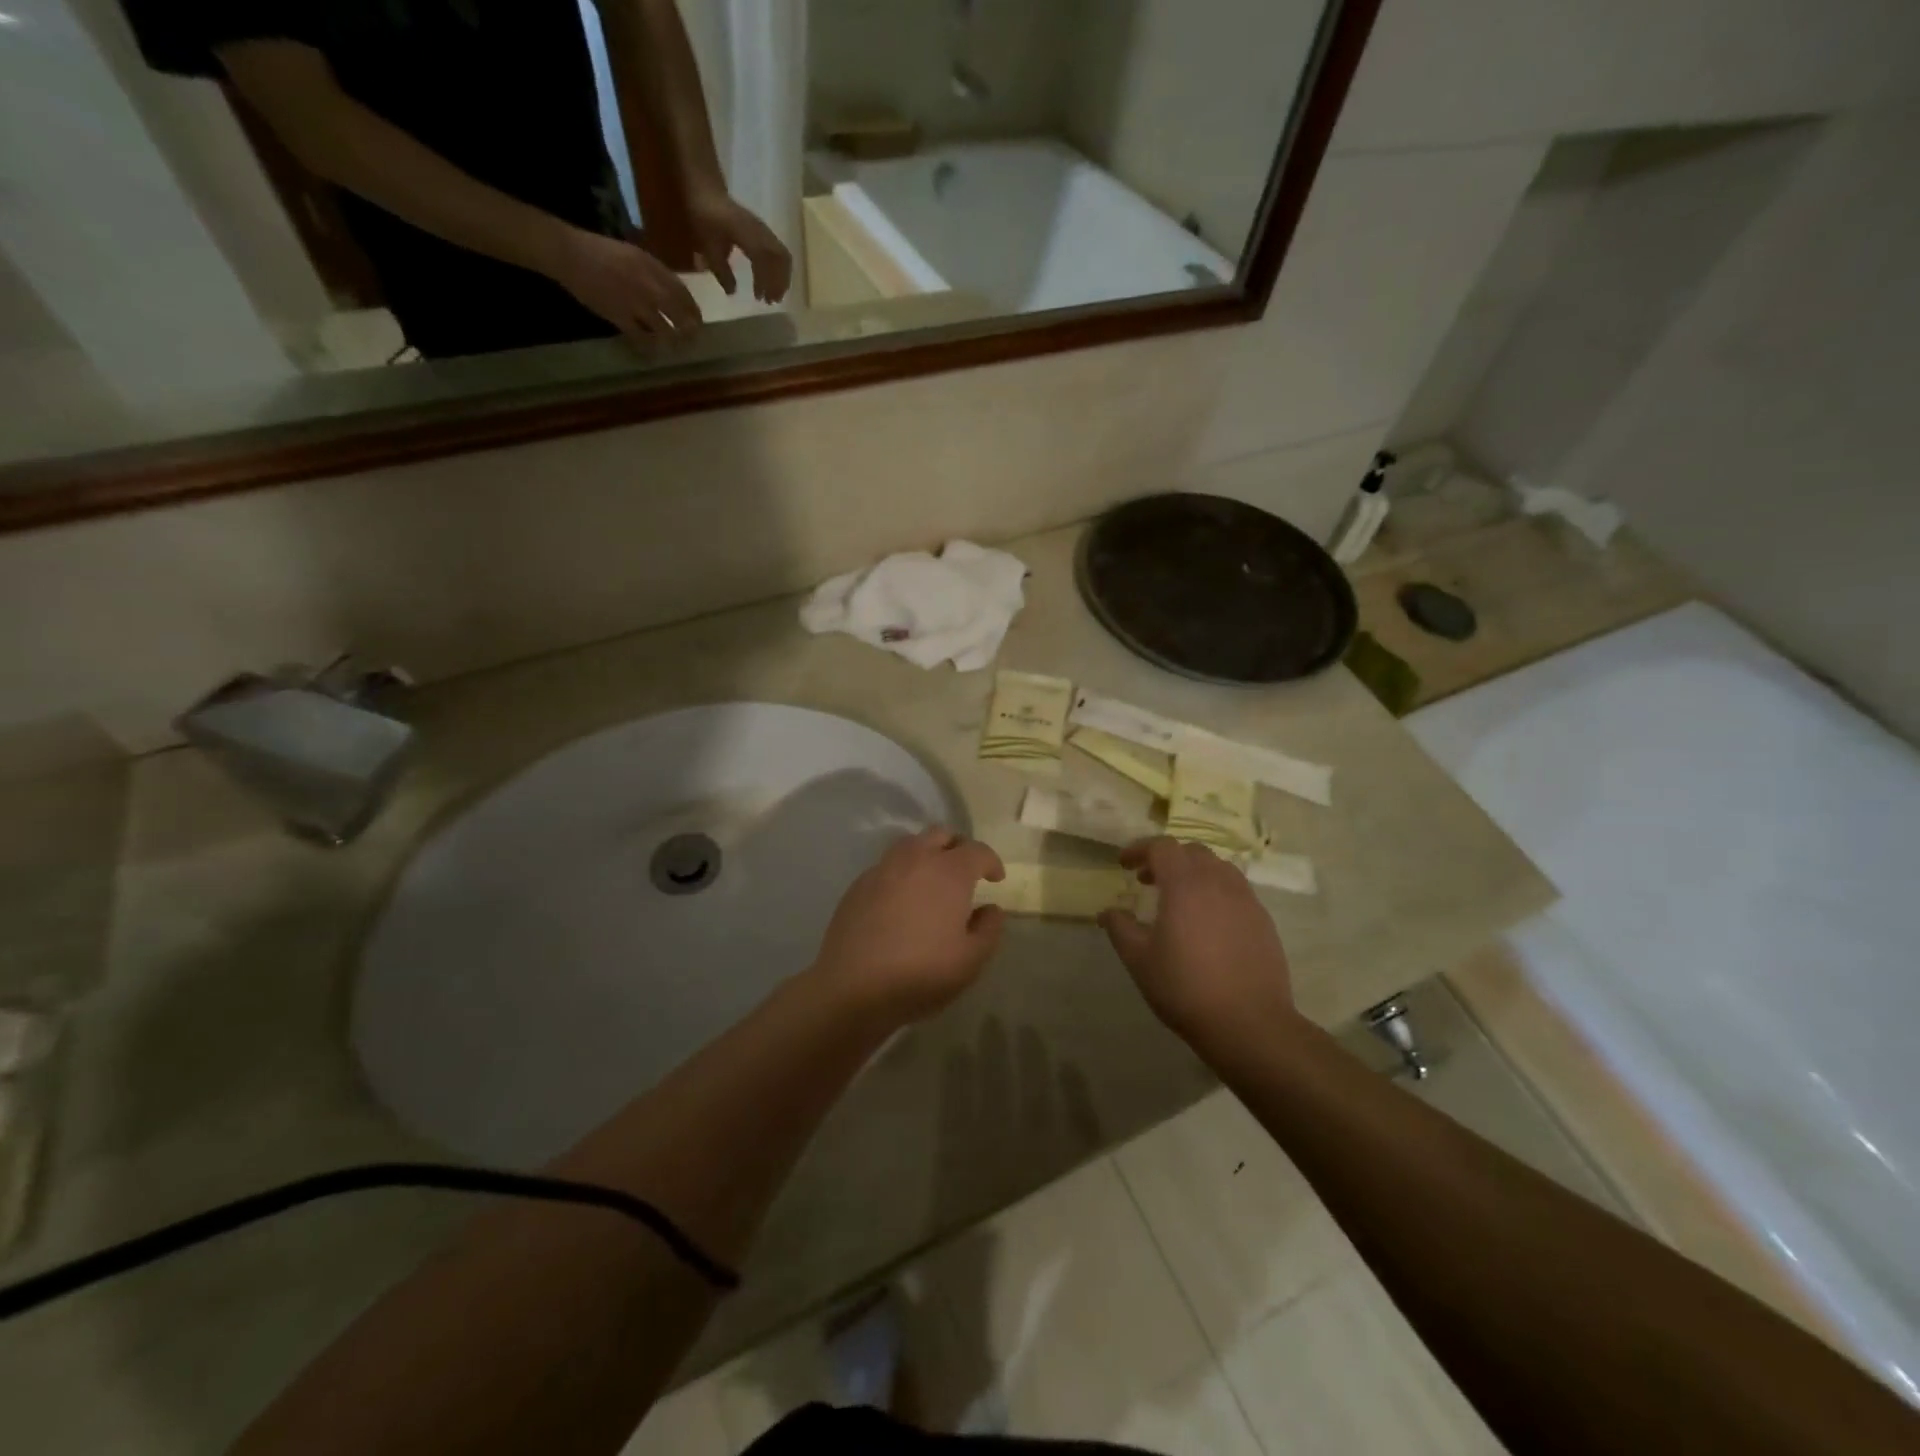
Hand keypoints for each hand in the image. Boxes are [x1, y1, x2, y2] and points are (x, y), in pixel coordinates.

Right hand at [548, 227, 702, 337]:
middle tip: (692, 340)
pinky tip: (651, 351)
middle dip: (689, 330)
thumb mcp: (633, 254)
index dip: (693, 310)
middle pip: (679, 314)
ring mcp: (635, 302)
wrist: (569, 253)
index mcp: (652, 267)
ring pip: (664, 330)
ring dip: (672, 341)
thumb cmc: (599, 251)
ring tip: (675, 348)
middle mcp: (649, 285)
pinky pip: (641, 338)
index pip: (683, 293)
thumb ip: (654, 272)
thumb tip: (673, 292)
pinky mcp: (620, 316)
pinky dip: (648, 346)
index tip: (697, 321)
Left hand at [688, 189, 793, 303]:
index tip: (759, 299)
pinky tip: (771, 278)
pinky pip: (779, 251)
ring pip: (782, 255)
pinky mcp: (764, 231)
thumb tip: (733, 292)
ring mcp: (764, 230)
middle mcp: (760, 232)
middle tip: (772, 301)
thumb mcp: (708, 246)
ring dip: (781, 276)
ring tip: (774, 293)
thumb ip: (721, 271)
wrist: (706, 189)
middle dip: (779, 282)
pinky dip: (779, 268)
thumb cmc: (705, 217)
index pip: (763, 261)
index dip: (764, 281)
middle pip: (780, 259)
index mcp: (747, 235)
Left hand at [809, 827, 1006, 1025]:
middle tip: (965, 872)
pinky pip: (887, 866)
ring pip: (911, 845)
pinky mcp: (858, 884)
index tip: (996, 879)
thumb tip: (991, 909)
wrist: (852, 986)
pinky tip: (901, 901)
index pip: (977, 850)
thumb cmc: (920, 973)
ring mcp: (882, 869)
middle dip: (958, 847)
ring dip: (927, 854)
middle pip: (941, 835)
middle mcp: (916, 859)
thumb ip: (989, 929)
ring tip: (932, 882)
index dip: (991, 862)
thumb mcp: (970, 960)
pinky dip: (902, 873)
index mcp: (949, 872)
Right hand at [1099, 837, 1299, 1042]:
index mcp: (1185, 884)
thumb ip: (1120, 928)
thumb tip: (1107, 912)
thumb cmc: (1185, 988)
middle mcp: (1218, 882)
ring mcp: (1246, 900)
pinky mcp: (1263, 920)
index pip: (1162, 847)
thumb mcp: (1139, 960)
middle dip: (1166, 858)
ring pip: (1218, 868)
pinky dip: (1216, 891)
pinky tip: (1207, 922)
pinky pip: (1236, 890)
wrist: (1249, 1024)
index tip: (1124, 865)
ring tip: (1179, 898)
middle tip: (1147, 880)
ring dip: (1194, 872)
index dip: (1139, 850)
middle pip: (1191, 851)